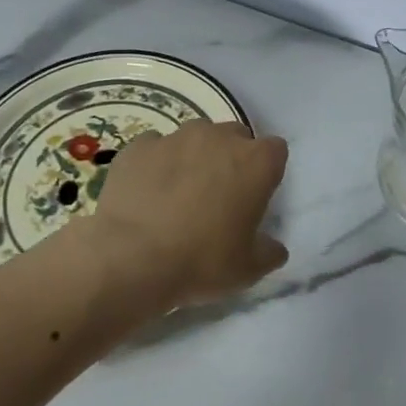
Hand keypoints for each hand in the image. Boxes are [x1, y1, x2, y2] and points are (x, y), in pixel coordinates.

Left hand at [86, 120, 289, 310]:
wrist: (131, 258)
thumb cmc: (202, 261)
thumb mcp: (249, 269)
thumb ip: (269, 251)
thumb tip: (274, 248)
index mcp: (256, 162)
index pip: (275, 151)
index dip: (267, 172)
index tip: (255, 196)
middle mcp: (220, 138)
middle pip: (235, 137)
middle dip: (231, 159)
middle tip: (219, 196)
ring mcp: (176, 137)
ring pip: (195, 138)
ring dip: (194, 157)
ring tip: (179, 194)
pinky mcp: (139, 146)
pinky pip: (155, 148)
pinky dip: (156, 164)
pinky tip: (147, 193)